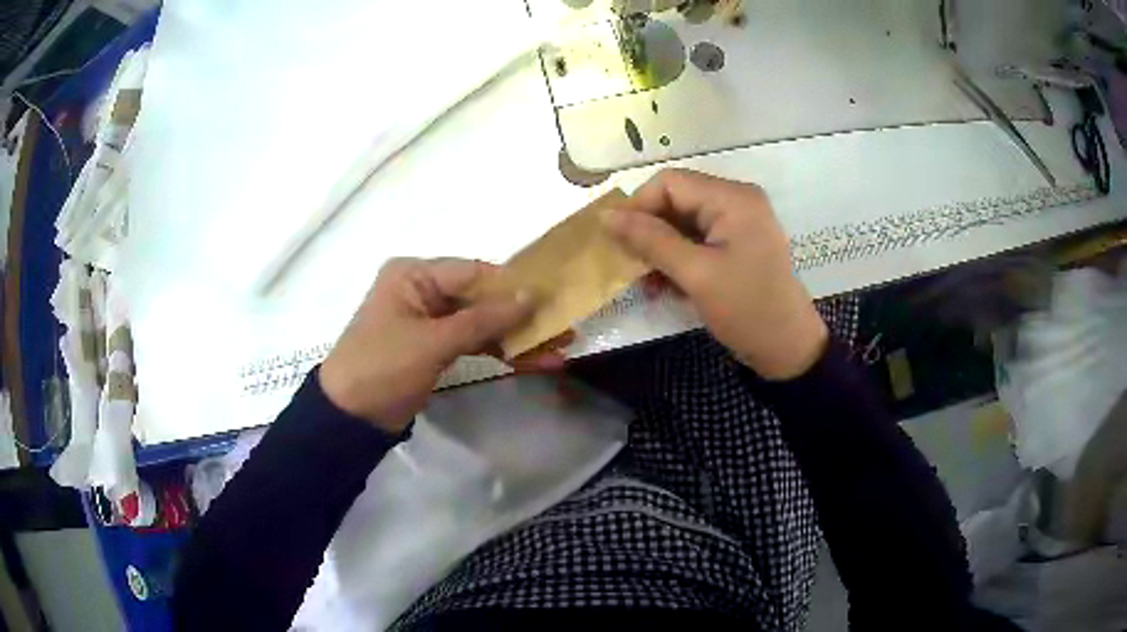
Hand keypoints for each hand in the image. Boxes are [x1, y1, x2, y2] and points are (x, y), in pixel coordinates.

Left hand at [319, 258, 562, 432]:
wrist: (350, 417)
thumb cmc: (383, 368)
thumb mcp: (433, 342)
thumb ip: (483, 319)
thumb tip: (531, 295)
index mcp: (414, 275)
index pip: (473, 272)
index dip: (513, 286)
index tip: (552, 298)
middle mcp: (422, 290)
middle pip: (481, 298)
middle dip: (520, 316)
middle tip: (562, 328)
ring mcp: (429, 320)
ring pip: (480, 322)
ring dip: (515, 337)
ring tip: (557, 349)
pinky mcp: (433, 346)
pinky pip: (472, 342)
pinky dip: (497, 352)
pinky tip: (531, 361)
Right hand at [604, 169, 827, 379]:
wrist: (788, 349)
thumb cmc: (747, 309)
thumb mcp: (695, 274)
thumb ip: (650, 240)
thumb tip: (605, 216)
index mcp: (732, 198)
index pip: (670, 183)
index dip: (638, 207)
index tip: (616, 241)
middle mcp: (736, 201)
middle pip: (676, 201)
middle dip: (649, 232)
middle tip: (628, 265)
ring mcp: (738, 223)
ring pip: (683, 223)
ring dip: (660, 250)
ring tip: (645, 283)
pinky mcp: (737, 245)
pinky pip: (697, 240)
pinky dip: (678, 259)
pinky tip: (665, 287)